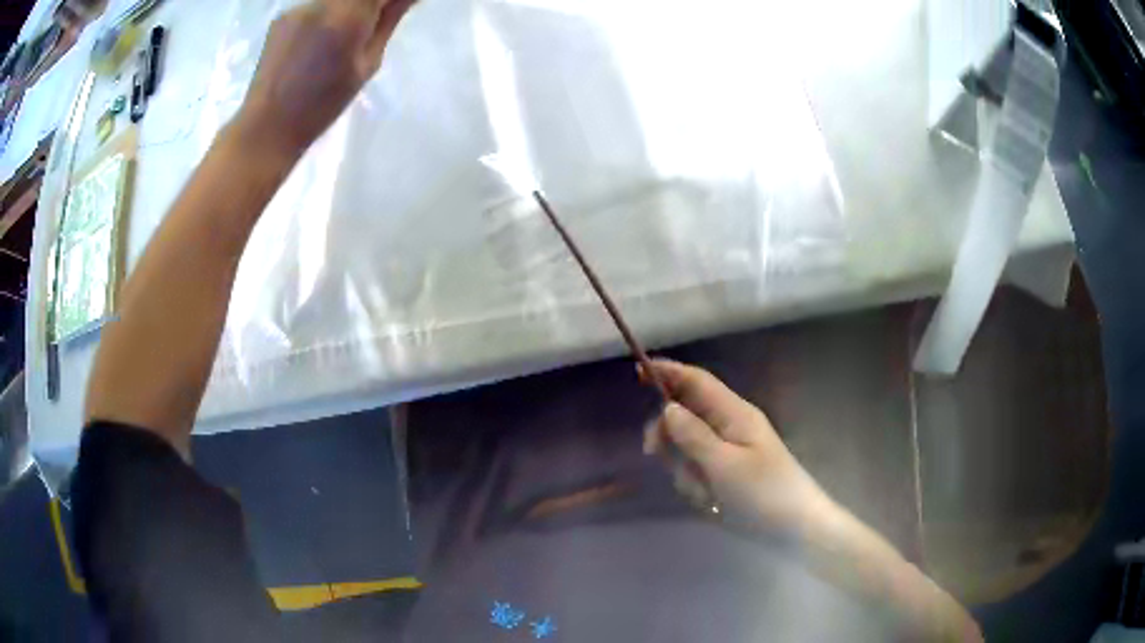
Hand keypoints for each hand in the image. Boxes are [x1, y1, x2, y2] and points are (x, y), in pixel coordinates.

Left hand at [234, 0, 414, 157]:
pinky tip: (319, 40)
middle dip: (371, 3)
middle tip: (377, 19)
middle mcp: (321, 2)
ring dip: (350, 8)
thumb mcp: (366, 65)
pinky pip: (316, 5)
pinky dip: (327, 15)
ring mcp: (299, 7)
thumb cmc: (322, 105)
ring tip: (345, 35)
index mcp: (347, 16)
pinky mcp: (282, 16)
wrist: (268, 126)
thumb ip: (389, 20)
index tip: (397, 7)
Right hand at [643, 359, 835, 531]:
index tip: (637, 371)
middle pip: (685, 413)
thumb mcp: (724, 466)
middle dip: (668, 433)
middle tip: (654, 453)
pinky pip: (697, 468)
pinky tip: (708, 501)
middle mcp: (730, 425)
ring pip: (687, 446)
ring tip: (702, 492)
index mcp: (734, 414)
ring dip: (684, 467)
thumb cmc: (764, 494)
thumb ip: (693, 436)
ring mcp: (729, 450)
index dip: (668, 372)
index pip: (696, 381)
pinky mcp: (727, 472)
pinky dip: (695, 483)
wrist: (796, 528)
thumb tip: (667, 408)